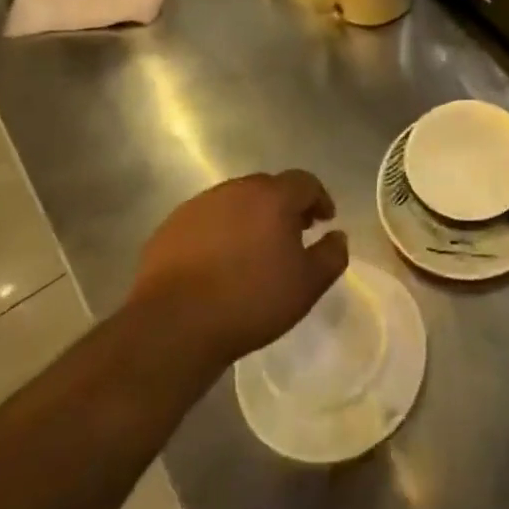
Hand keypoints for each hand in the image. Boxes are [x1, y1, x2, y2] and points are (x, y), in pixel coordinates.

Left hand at [131, 170, 348, 368]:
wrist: (174, 326)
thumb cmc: (251, 301)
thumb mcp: (307, 285)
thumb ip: (332, 255)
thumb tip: (338, 236)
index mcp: (273, 197)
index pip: (305, 182)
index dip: (319, 199)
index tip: (324, 221)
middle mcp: (235, 190)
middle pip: (268, 188)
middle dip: (284, 206)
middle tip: (292, 234)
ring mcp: (198, 206)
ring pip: (234, 202)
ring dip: (249, 218)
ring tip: (253, 250)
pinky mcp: (170, 227)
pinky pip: (205, 221)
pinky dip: (218, 232)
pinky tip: (218, 262)